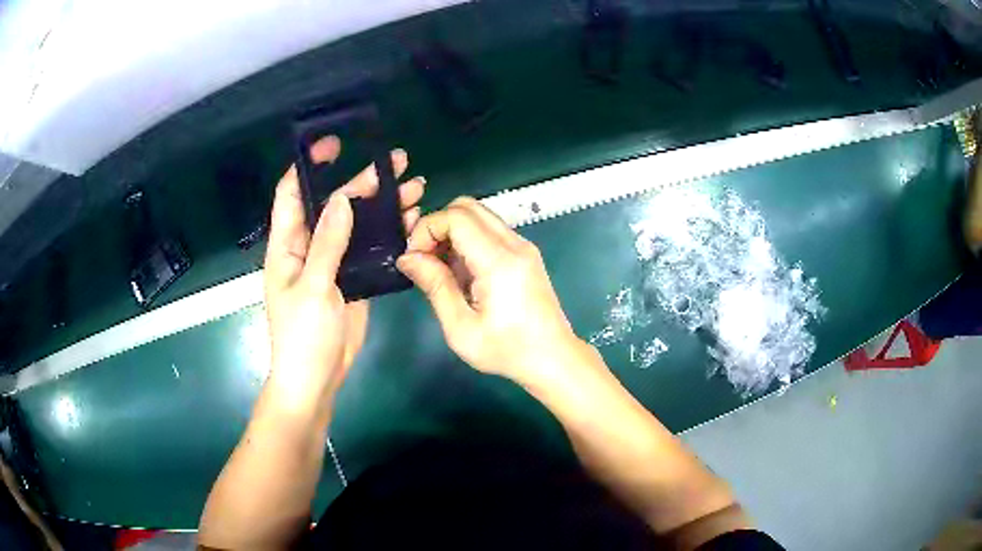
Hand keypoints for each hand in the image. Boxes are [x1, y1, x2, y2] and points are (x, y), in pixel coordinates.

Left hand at [264, 136, 424, 409]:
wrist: (317, 378)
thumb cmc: (303, 336)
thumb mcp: (313, 288)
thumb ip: (327, 243)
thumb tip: (340, 199)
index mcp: (287, 245)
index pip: (292, 194)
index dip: (308, 166)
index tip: (333, 145)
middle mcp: (308, 247)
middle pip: (334, 204)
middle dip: (362, 181)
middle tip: (396, 163)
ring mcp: (332, 262)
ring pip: (356, 224)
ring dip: (382, 205)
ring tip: (414, 187)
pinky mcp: (352, 278)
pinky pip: (369, 248)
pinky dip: (388, 233)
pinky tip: (410, 222)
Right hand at [397, 197, 583, 386]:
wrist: (553, 358)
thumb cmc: (506, 350)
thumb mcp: (461, 327)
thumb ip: (434, 285)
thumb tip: (407, 258)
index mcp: (499, 260)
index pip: (456, 216)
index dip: (427, 229)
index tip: (414, 259)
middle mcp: (514, 243)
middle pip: (467, 206)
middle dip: (438, 225)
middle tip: (425, 259)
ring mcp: (523, 246)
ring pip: (479, 215)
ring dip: (452, 232)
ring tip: (441, 269)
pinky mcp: (525, 253)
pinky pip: (490, 230)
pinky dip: (468, 240)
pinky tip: (462, 273)